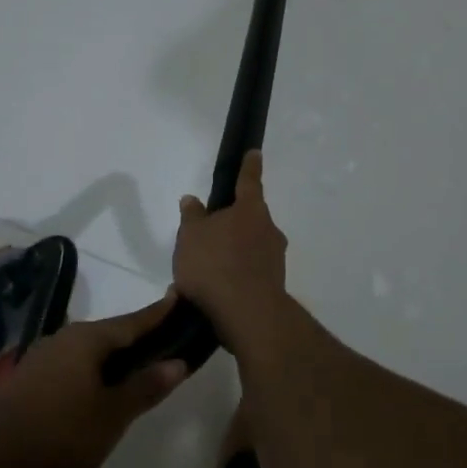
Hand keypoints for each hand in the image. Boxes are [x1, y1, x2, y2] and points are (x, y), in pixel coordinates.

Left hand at [0, 297, 187, 467]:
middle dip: (126, 377)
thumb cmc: (59, 433)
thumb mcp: (112, 415)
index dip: (158, 314)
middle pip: (106, 351)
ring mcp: (37, 366)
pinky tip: (71, 467)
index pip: (132, 322)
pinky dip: (73, 425)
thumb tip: (177, 362)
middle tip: (147, 393)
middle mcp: (61, 343)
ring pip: (83, 383)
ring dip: (97, 414)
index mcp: (86, 340)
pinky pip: (60, 401)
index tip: (177, 297)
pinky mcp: (20, 392)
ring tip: (98, 458)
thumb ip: (146, 387)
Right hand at [173, 151, 307, 358]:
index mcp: (250, 210)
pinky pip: (251, 272)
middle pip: (250, 218)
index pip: (249, 181)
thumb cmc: (215, 264)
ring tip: (205, 272)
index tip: (255, 153)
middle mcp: (269, 229)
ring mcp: (275, 258)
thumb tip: (192, 199)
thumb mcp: (191, 236)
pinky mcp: (274, 284)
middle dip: (233, 223)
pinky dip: (236, 276)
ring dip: (233, 253)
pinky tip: (217, 291)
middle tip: (209, 235)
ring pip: (251, 247)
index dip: (249, 166)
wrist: (246, 314)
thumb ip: (192, 217)